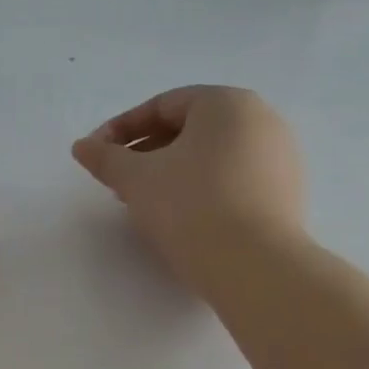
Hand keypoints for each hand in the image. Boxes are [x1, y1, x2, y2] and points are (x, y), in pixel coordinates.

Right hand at [72, 86, 304, 289]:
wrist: (253, 265)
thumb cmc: (190, 206)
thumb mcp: (136, 179)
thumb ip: (105, 157)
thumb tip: (81, 146)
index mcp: (226, 103)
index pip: (162, 106)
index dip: (121, 129)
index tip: (97, 155)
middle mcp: (261, 119)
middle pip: (189, 128)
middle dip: (147, 152)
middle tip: (118, 180)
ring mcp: (280, 157)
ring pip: (211, 155)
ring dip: (172, 171)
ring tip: (145, 201)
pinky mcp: (286, 192)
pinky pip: (234, 178)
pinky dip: (202, 188)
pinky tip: (182, 217)